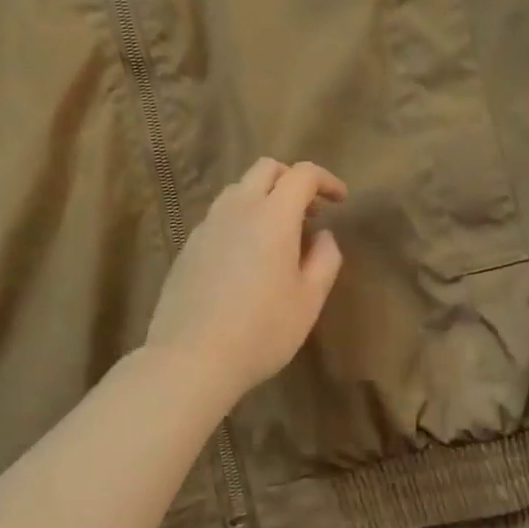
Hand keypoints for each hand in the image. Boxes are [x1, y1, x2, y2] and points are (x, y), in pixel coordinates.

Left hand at [146, 159, 346, 398]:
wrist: (191, 358)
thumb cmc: (262, 330)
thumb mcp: (309, 300)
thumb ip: (325, 259)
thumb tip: (323, 236)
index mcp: (273, 215)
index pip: (302, 174)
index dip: (326, 180)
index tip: (340, 200)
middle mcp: (238, 208)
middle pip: (266, 169)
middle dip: (292, 180)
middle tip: (309, 212)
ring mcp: (207, 225)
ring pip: (238, 189)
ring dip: (264, 197)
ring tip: (278, 233)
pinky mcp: (188, 246)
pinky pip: (220, 216)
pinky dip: (241, 219)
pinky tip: (246, 256)